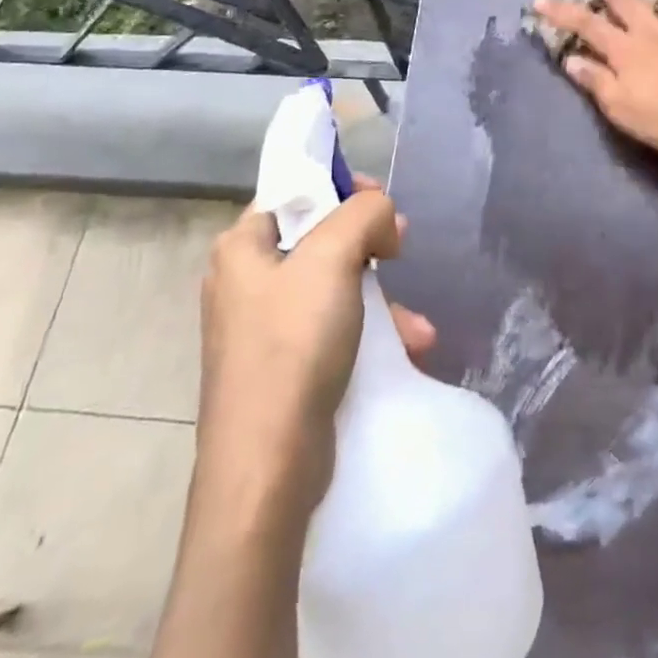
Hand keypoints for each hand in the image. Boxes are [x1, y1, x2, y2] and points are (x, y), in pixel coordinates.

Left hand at [197, 173, 435, 517]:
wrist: (267, 469)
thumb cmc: (292, 346)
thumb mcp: (332, 258)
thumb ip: (363, 214)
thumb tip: (380, 218)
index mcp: (242, 246)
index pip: (295, 192)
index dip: (340, 188)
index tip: (379, 202)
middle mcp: (247, 281)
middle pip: (319, 237)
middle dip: (369, 243)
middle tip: (400, 247)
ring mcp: (264, 328)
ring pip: (334, 286)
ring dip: (380, 298)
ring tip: (415, 324)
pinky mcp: (285, 367)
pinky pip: (334, 329)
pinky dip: (370, 332)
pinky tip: (408, 349)